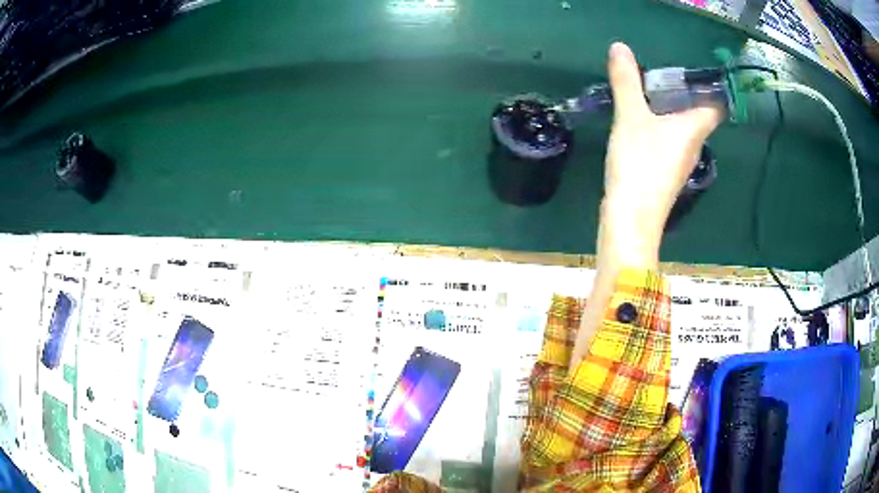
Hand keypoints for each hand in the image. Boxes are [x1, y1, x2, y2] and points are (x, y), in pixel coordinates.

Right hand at [569, 43, 722, 369]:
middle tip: (663, 69)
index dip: (713, 86)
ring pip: (682, 126)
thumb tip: (620, 46)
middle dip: (685, 91)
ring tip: (648, 88)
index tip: (698, 67)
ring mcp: (680, 161)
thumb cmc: (640, 165)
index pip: (717, 105)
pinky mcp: (665, 172)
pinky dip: (659, 125)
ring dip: (670, 108)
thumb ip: (626, 82)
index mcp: (694, 128)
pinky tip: (641, 118)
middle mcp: (693, 144)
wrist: (631, 220)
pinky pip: (668, 139)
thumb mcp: (631, 117)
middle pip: (699, 113)